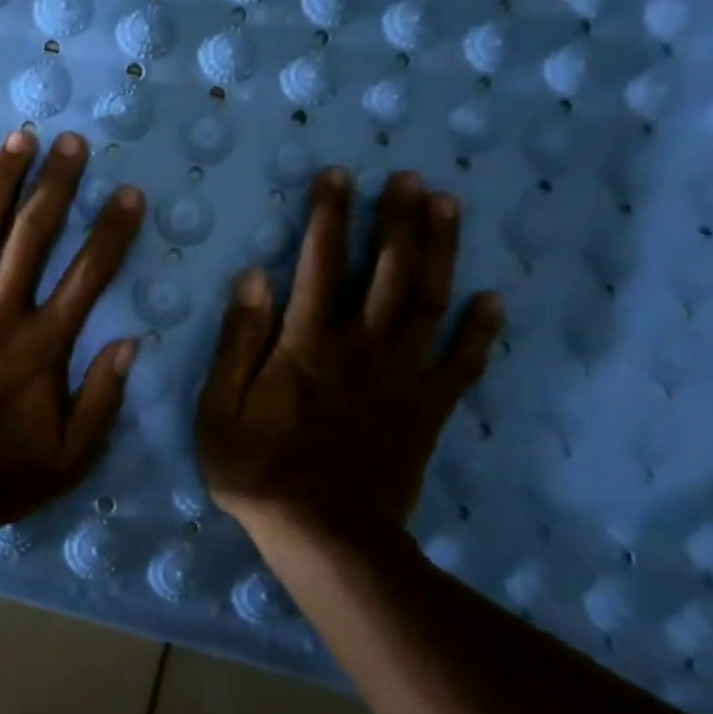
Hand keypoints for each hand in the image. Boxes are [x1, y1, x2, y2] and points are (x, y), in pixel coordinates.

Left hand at [0, 129, 144, 530]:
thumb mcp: (66, 460)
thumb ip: (102, 402)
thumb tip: (130, 344)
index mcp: (41, 345)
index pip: (87, 275)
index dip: (111, 230)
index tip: (127, 193)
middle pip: (32, 235)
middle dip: (55, 183)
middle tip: (69, 141)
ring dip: (0, 182)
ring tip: (18, 139)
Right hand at [194, 168, 502, 552]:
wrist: (325, 537)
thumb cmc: (258, 469)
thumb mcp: (219, 407)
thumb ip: (237, 341)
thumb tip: (253, 278)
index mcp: (307, 343)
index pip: (319, 263)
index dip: (329, 215)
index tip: (337, 176)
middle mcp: (361, 347)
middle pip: (387, 270)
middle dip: (397, 218)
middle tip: (408, 177)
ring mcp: (402, 377)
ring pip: (428, 302)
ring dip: (440, 251)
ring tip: (447, 206)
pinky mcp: (428, 409)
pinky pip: (462, 364)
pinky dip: (480, 331)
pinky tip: (493, 299)